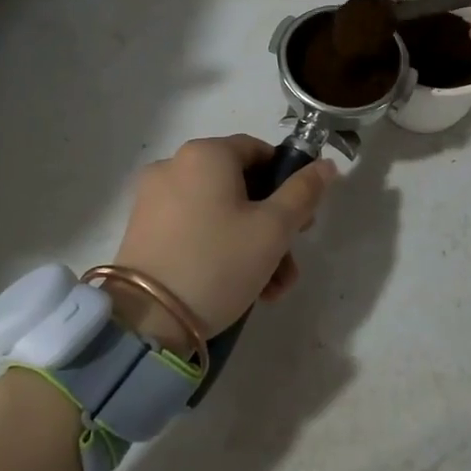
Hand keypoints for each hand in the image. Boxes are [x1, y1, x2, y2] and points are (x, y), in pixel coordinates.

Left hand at [108, 135, 336, 350]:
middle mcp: (175, 165)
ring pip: (219, 211)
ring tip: (271, 289)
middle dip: (273, 225)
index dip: (288, 182)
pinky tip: (240, 287)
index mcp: (206, 154)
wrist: (147, 318)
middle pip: (240, 185)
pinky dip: (219, 248)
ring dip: (251, 244)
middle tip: (289, 262)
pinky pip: (194, 227)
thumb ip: (303, 192)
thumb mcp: (273, 229)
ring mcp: (154, 197)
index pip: (259, 151)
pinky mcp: (144, 228)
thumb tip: (326, 165)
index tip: (303, 221)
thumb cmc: (218, 262)